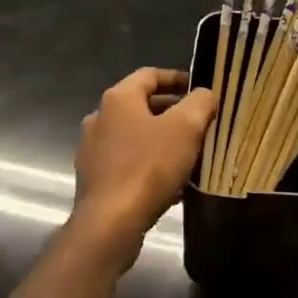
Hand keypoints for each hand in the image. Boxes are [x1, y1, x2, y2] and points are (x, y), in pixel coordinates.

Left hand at [72, 68, 216, 255]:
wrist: (110, 222)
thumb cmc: (149, 167)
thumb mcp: (186, 128)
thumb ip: (200, 103)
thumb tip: (205, 94)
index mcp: (118, 99)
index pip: (149, 75)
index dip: (177, 78)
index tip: (200, 89)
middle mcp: (99, 118)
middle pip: (141, 106)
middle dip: (173, 112)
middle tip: (200, 123)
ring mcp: (93, 149)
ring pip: (134, 136)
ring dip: (161, 140)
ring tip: (189, 154)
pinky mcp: (95, 178)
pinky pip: (127, 162)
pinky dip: (149, 164)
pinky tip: (171, 183)